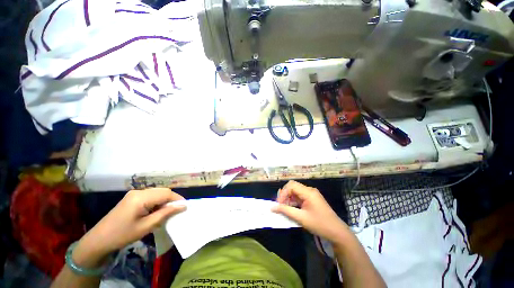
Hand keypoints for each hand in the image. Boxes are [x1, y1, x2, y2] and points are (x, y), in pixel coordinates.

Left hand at [73, 188, 185, 267]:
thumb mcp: (146, 226)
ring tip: (168, 212)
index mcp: (141, 197)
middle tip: (178, 210)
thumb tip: (183, 206)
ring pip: (157, 193)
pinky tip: (157, 211)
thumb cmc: (122, 235)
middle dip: (172, 199)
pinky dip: (157, 202)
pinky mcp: (132, 198)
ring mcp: (134, 194)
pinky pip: (150, 196)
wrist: (98, 240)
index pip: (166, 193)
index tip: (185, 207)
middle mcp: (138, 191)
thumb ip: (165, 213)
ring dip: (165, 201)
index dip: (177, 198)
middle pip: (162, 191)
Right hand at [272, 181, 349, 243]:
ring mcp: (311, 194)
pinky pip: (300, 196)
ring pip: (296, 191)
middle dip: (285, 194)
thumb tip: (273, 207)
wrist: (337, 232)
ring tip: (285, 208)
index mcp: (308, 192)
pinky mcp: (312, 199)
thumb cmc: (320, 224)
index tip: (279, 204)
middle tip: (281, 205)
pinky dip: (294, 201)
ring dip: (289, 198)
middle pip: (293, 186)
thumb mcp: (301, 218)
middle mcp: (309, 190)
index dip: (283, 193)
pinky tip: (292, 209)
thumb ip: (286, 211)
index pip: (291, 185)